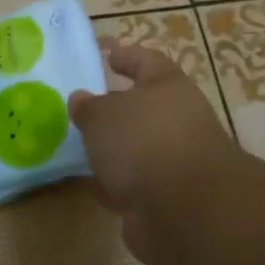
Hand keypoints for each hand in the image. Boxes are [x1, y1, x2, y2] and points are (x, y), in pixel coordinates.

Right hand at [70, 43, 245, 264]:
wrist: (185, 210)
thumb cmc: (144, 143)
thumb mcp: (103, 116)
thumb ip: (88, 107)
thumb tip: (81, 100)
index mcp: (168, 87)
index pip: (147, 61)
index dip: (126, 56)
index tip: (106, 54)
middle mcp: (177, 120)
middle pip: (143, 108)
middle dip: (114, 110)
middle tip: (82, 109)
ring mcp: (175, 161)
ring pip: (137, 148)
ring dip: (114, 150)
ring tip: (80, 148)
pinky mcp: (168, 197)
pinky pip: (134, 183)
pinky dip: (116, 184)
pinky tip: (92, 185)